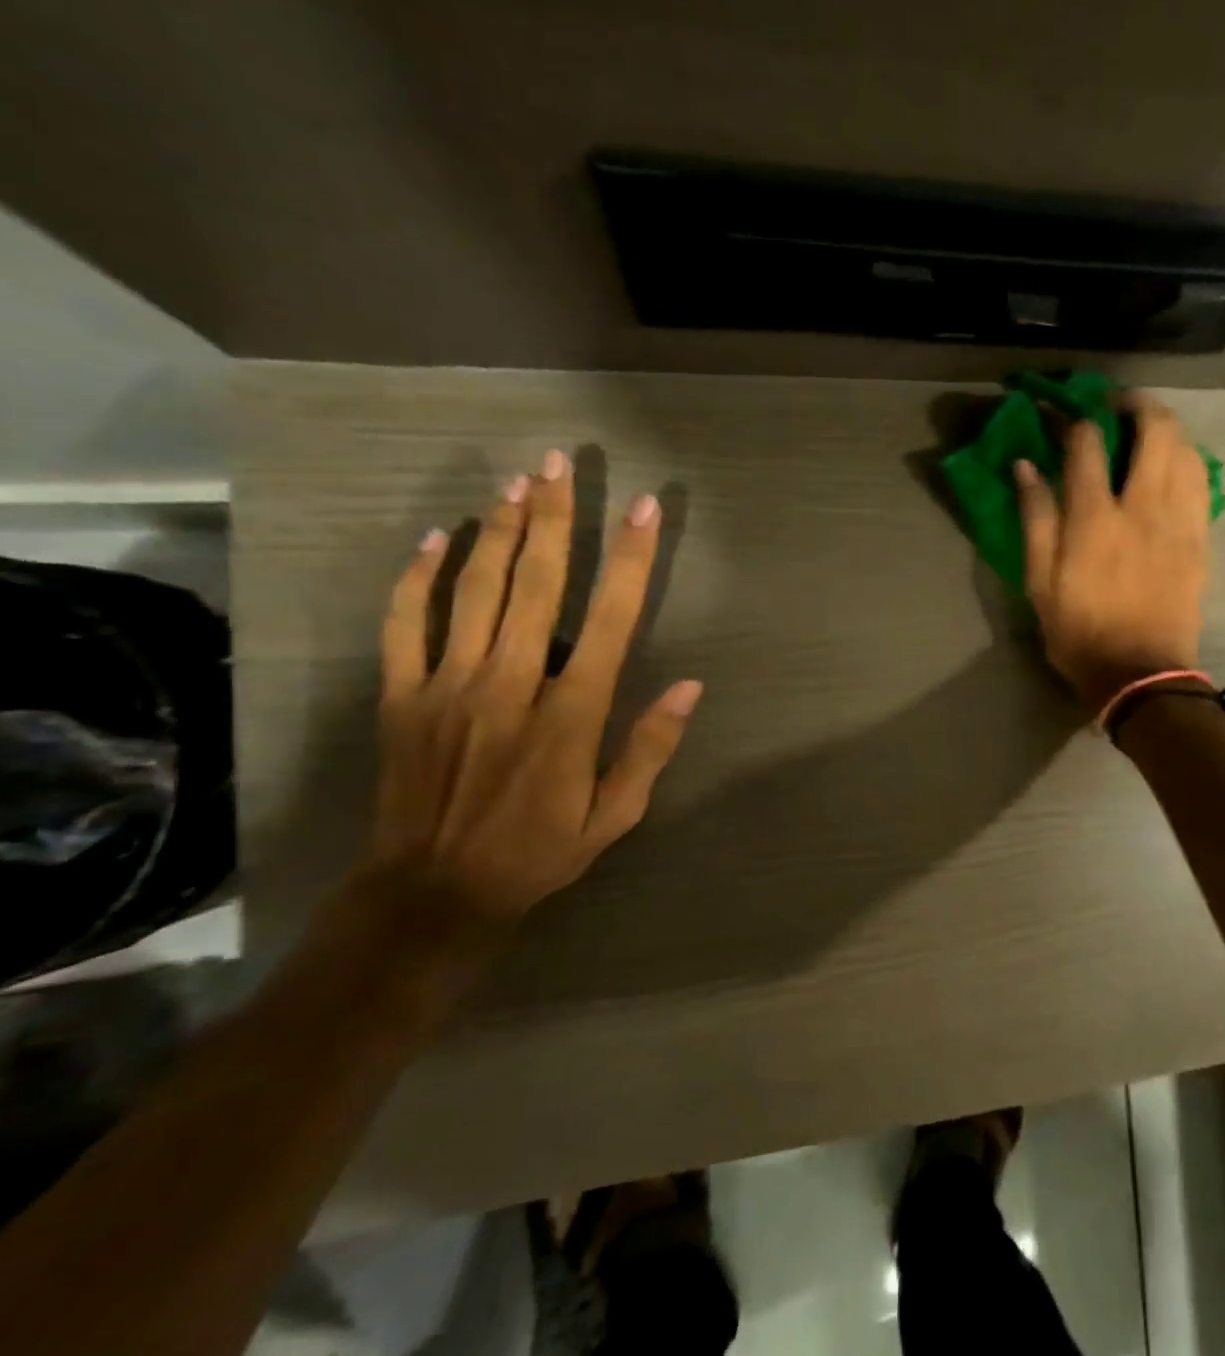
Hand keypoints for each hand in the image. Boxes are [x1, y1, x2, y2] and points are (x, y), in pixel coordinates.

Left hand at [352, 450, 701, 952]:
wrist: (435, 892)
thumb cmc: (539, 851)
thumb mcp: (616, 815)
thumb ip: (650, 747)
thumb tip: (690, 687)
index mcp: (571, 713)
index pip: (610, 620)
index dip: (630, 560)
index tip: (645, 511)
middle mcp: (511, 684)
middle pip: (536, 585)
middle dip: (554, 518)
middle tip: (561, 463)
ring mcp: (449, 685)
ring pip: (474, 591)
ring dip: (498, 531)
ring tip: (517, 483)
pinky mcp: (402, 696)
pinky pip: (404, 624)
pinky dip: (418, 578)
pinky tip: (435, 539)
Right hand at [1014, 394, 1211, 709]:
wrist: (1141, 674)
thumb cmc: (1080, 632)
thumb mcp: (1040, 583)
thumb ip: (1034, 519)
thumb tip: (1025, 466)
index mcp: (1095, 519)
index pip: (1088, 444)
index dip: (1073, 418)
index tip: (1062, 413)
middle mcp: (1143, 507)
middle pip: (1154, 429)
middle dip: (1135, 403)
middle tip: (1116, 404)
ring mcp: (1179, 521)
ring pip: (1186, 449)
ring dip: (1167, 426)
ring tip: (1147, 428)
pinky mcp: (1200, 538)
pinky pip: (1202, 481)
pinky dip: (1188, 459)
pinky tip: (1174, 463)